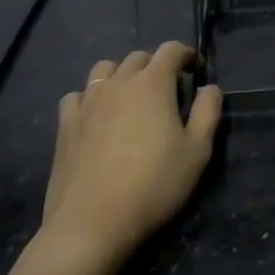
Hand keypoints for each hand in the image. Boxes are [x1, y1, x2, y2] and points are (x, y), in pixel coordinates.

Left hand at [37, 42, 221, 274]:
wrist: (91, 224)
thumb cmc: (153, 185)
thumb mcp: (198, 152)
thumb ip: (208, 112)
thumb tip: (209, 88)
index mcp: (152, 84)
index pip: (171, 50)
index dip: (186, 54)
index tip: (195, 69)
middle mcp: (118, 84)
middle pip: (138, 58)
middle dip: (156, 65)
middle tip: (167, 88)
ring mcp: (87, 103)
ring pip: (104, 70)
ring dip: (121, 75)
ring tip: (130, 97)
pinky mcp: (65, 126)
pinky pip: (77, 96)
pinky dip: (91, 97)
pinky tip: (97, 116)